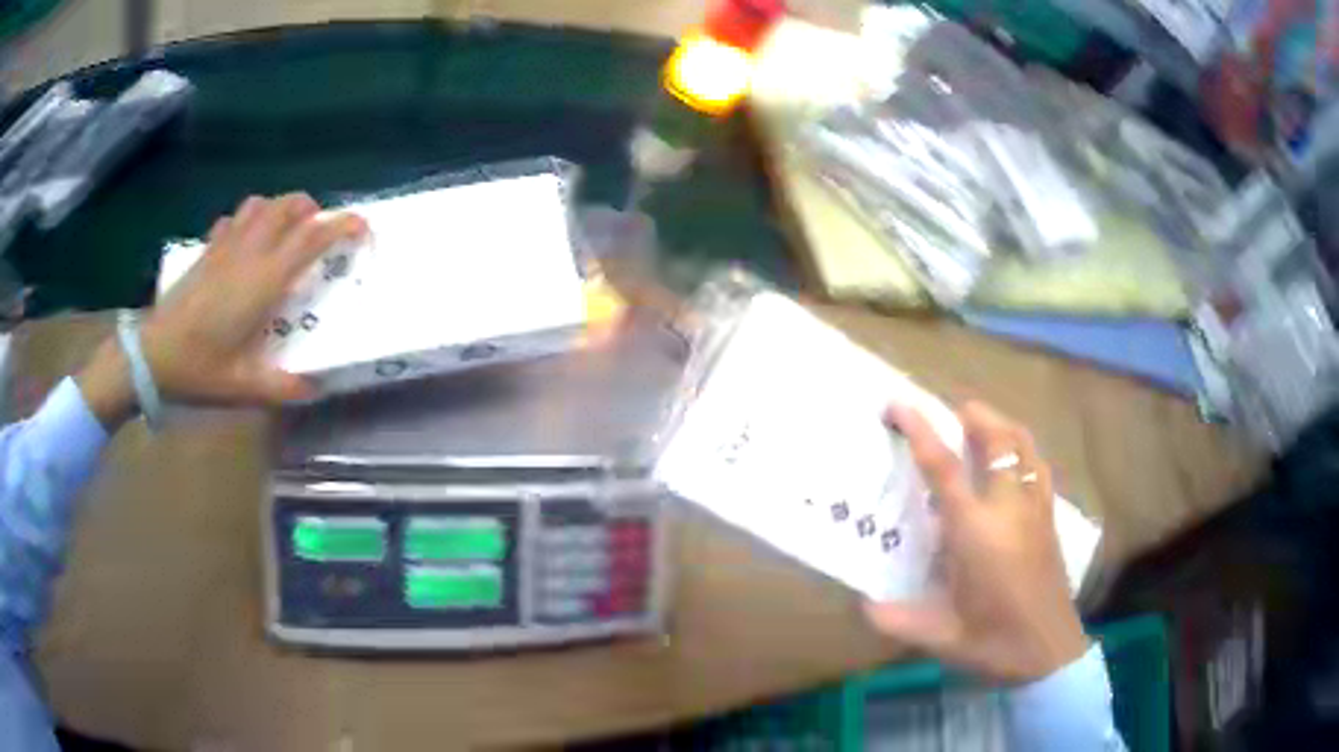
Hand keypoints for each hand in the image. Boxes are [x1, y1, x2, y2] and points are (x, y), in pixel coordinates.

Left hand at [77, 194, 367, 427]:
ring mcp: (225, 246)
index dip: (341, 225)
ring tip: (286, 230)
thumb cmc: (198, 369)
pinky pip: (235, 218)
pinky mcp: (208, 250)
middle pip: (288, 206)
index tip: (362, 227)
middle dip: (312, 210)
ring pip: (261, 204)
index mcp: (263, 281)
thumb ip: (281, 388)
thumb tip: (315, 388)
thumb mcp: (242, 388)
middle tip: (320, 231)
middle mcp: (249, 253)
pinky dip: (249, 220)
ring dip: (280, 208)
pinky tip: (247, 242)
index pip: (310, 238)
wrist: (151, 354)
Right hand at [864, 401, 1087, 683]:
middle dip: (974, 415)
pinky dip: (1023, 449)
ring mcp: (1035, 509)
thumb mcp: (940, 636)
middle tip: (949, 410)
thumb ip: (897, 619)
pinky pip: (1038, 466)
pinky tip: (1013, 461)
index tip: (901, 404)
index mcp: (976, 533)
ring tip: (981, 424)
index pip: (945, 468)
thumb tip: (862, 604)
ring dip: (1002, 425)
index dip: (921, 430)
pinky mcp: (1051, 517)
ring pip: (1025, 446)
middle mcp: (1009, 509)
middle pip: (998, 440)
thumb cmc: (994, 642)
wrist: (1049, 652)